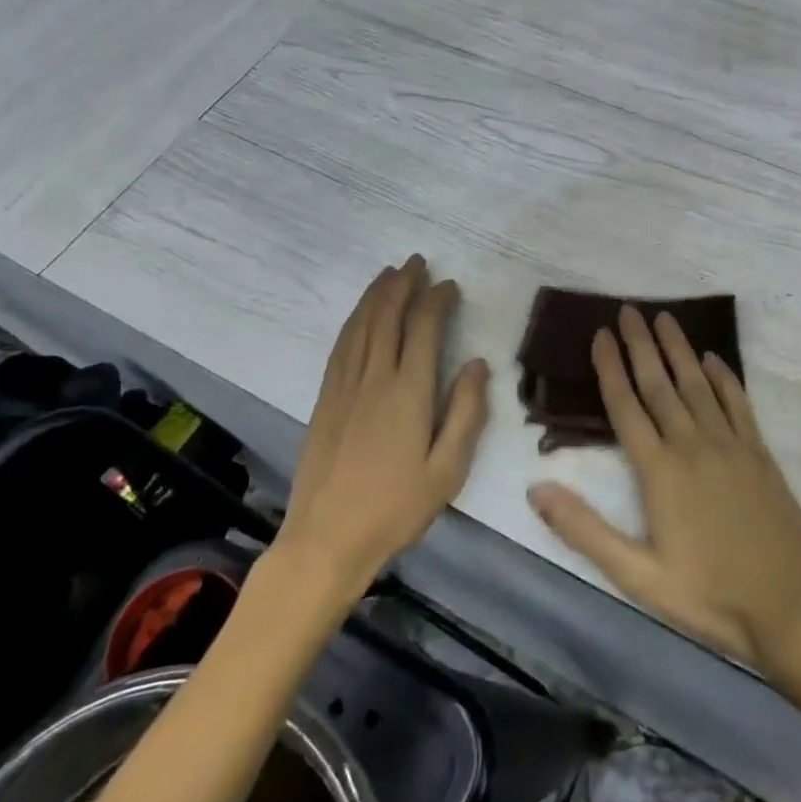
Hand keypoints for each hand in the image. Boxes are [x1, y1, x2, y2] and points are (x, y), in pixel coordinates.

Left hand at [277, 255, 489, 594]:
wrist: (325, 540)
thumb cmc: (395, 509)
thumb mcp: (447, 470)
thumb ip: (466, 413)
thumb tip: (476, 363)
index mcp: (407, 392)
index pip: (422, 329)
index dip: (436, 300)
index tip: (449, 284)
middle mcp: (373, 378)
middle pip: (386, 317)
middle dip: (402, 284)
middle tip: (416, 261)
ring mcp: (343, 387)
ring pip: (359, 326)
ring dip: (375, 295)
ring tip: (389, 274)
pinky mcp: (324, 400)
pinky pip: (340, 346)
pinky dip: (353, 321)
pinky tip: (359, 316)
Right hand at [526, 306, 800, 672]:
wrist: (795, 606)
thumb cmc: (711, 595)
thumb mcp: (639, 576)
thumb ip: (586, 530)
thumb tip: (536, 489)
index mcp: (660, 471)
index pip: (627, 406)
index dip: (610, 368)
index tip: (600, 334)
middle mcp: (693, 445)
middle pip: (661, 384)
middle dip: (641, 345)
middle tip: (629, 310)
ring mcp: (731, 445)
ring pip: (698, 384)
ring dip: (679, 349)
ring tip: (665, 319)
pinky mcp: (759, 453)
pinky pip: (737, 402)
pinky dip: (724, 376)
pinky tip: (715, 359)